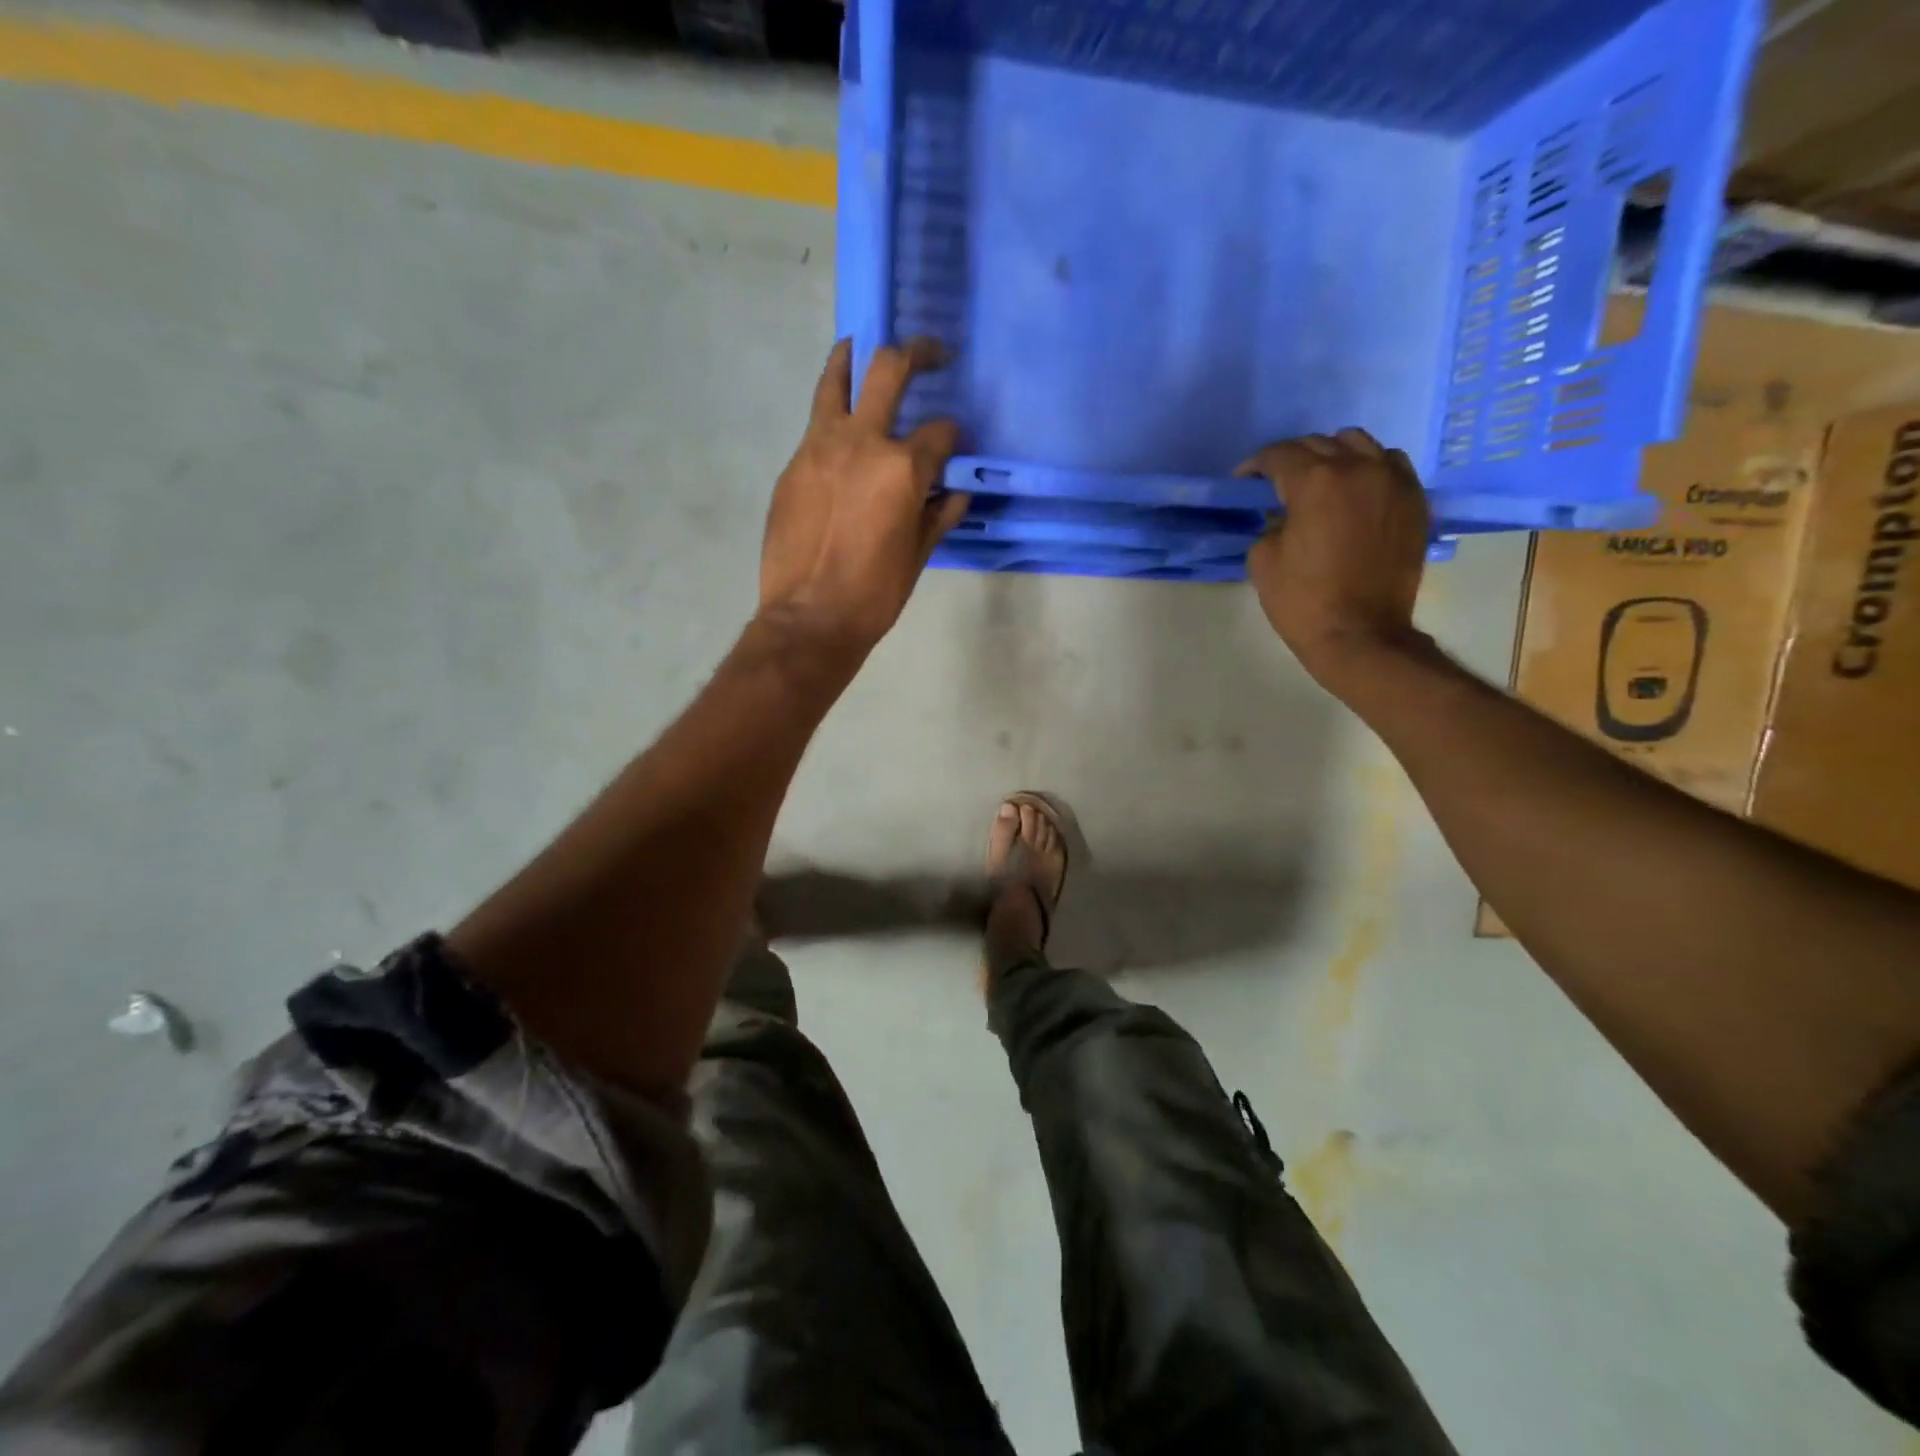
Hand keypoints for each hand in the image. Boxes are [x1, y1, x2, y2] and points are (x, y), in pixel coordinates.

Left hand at [758, 338, 968, 659]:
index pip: (940, 432)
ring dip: (854, 357)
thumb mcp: (918, 556)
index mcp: (902, 468)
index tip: (956, 445)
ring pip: (836, 379)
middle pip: (888, 370)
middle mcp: (862, 441)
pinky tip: (841, 433)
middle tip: (931, 353)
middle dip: (917, 353)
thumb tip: (955, 492)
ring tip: (862, 348)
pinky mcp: (793, 464)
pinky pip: (816, 425)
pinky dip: (833, 416)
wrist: (809, 618)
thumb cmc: (874, 594)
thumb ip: (939, 515)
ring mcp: (819, 447)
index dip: (954, 436)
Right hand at [1239, 429, 1430, 683]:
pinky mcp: (1414, 500)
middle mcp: (1358, 469)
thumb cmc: (1303, 601)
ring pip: (1359, 444)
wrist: (1361, 635)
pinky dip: (1368, 469)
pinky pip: (1390, 465)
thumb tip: (1282, 515)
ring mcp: (1393, 482)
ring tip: (1321, 481)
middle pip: (1319, 443)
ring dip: (1333, 456)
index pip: (1279, 455)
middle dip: (1293, 460)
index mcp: (1315, 482)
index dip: (1255, 466)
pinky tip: (1355, 491)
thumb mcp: (1263, 560)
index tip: (1244, 482)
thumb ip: (1269, 524)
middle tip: (1277, 485)